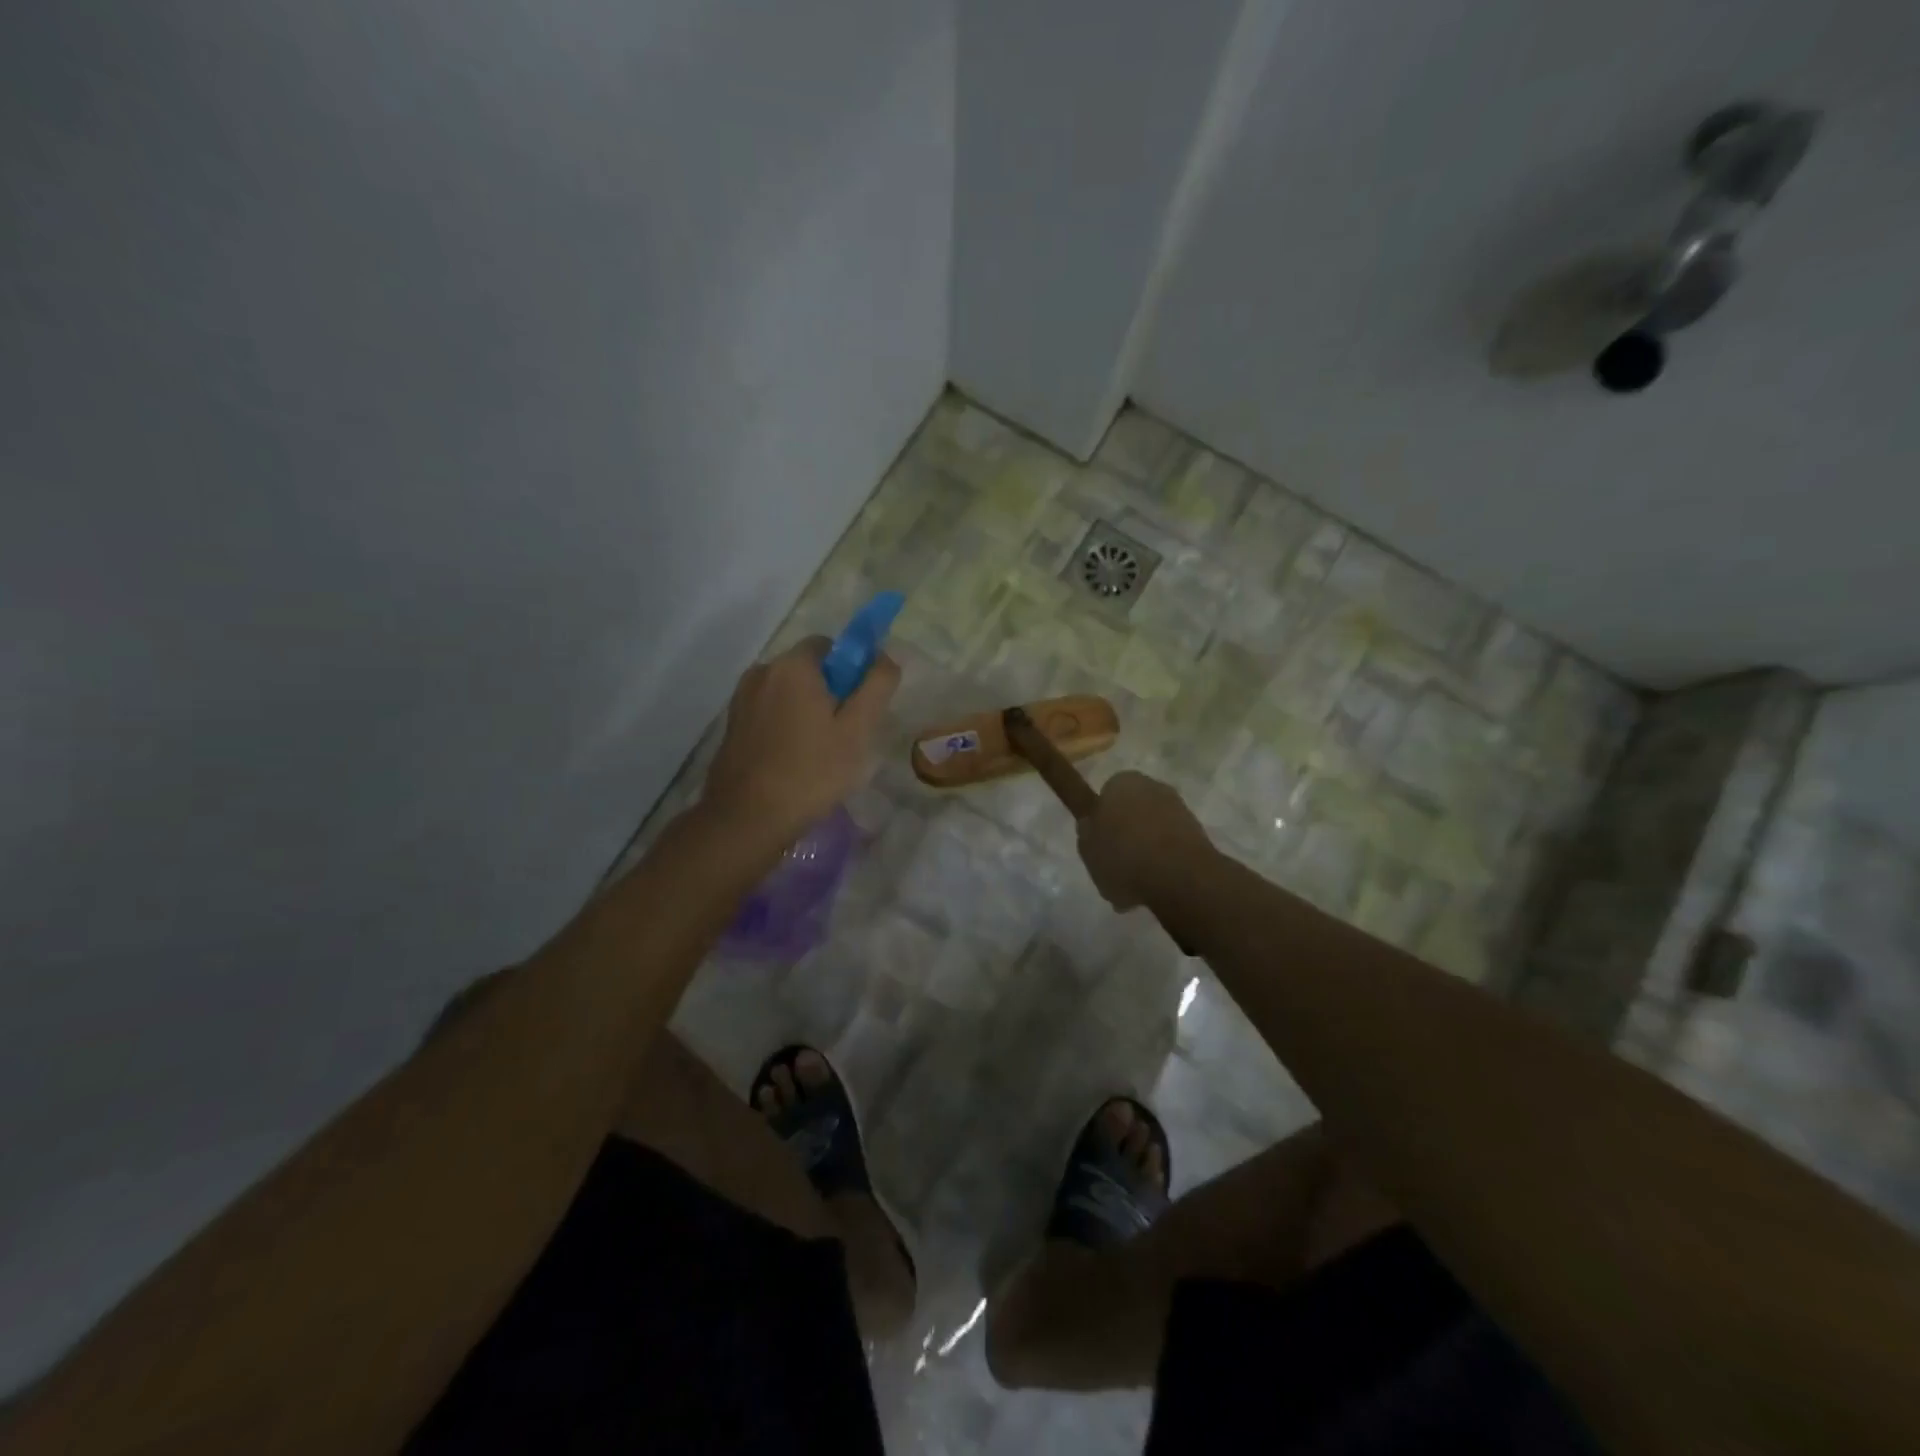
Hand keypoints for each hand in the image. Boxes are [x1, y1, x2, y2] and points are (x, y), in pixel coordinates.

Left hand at [701, 637, 899, 843]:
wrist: (747, 818)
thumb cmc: (810, 772)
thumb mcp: (857, 730)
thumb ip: (877, 686)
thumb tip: (885, 656)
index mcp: (792, 665)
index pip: (830, 645)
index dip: (851, 669)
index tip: (861, 705)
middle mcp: (762, 671)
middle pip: (807, 669)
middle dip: (830, 692)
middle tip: (846, 734)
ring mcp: (742, 699)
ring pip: (787, 693)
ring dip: (807, 710)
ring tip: (821, 752)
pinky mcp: (732, 725)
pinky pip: (769, 712)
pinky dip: (786, 725)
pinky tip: (795, 760)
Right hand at [1077, 771, 1215, 910]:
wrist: (1179, 877)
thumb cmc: (1124, 857)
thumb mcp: (1087, 849)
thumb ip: (1087, 834)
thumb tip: (1091, 825)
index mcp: (1121, 783)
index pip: (1106, 796)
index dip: (1101, 821)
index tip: (1099, 845)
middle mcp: (1153, 787)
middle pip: (1131, 812)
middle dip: (1125, 836)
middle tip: (1114, 868)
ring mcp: (1179, 809)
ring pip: (1153, 831)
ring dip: (1145, 853)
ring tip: (1133, 888)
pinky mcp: (1199, 833)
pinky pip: (1171, 848)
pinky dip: (1163, 864)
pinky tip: (1154, 888)